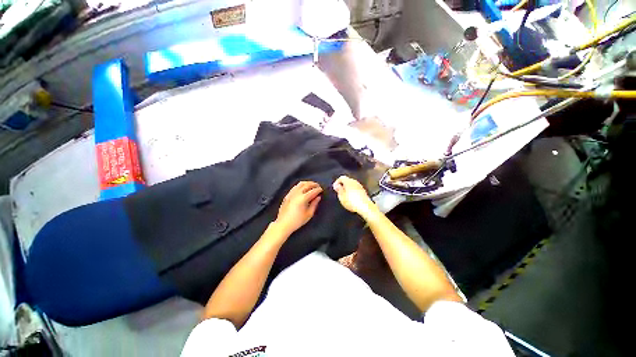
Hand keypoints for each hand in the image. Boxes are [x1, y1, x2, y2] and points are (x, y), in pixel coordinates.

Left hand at [275, 181, 322, 235]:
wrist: (283, 224)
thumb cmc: (297, 220)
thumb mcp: (309, 214)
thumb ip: (314, 204)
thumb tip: (318, 197)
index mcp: (303, 198)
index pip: (313, 191)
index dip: (319, 189)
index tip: (322, 190)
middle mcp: (297, 193)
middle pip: (307, 184)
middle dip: (314, 184)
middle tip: (318, 186)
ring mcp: (291, 193)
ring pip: (300, 184)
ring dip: (307, 183)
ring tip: (311, 185)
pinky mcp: (287, 194)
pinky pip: (295, 186)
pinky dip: (301, 185)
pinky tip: (303, 188)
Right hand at [332, 176, 377, 218]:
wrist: (365, 207)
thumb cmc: (352, 201)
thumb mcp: (341, 196)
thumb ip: (338, 189)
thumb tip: (336, 185)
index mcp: (348, 181)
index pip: (341, 177)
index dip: (337, 182)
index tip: (335, 187)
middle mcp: (355, 182)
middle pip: (347, 180)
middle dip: (343, 185)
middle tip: (339, 192)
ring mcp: (360, 186)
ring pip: (352, 185)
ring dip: (348, 189)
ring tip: (345, 196)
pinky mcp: (363, 191)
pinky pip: (356, 189)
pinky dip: (352, 192)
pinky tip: (351, 199)